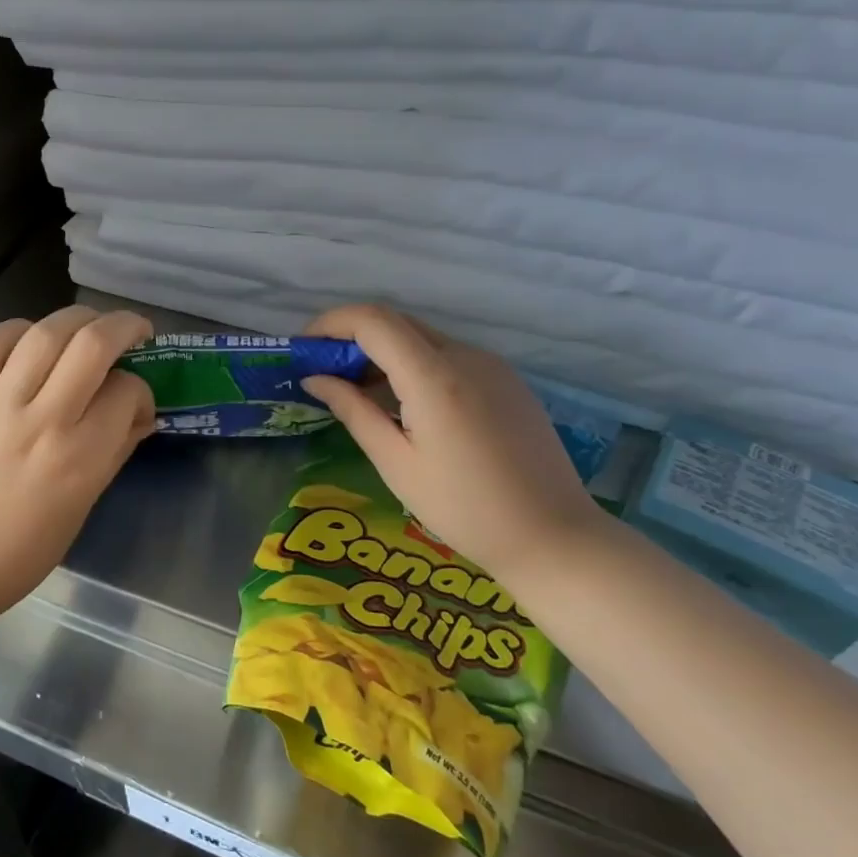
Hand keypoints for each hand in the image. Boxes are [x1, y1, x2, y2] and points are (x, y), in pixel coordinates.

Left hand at [0, 305, 155, 625]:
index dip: (142, 390)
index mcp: (79, 460)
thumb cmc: (20, 553)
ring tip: (90, 325)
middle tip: (135, 331)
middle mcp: (41, 422)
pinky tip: (32, 339)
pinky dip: (19, 330)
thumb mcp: (81, 509)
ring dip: (78, 318)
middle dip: (124, 326)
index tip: (137, 401)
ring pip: (45, 333)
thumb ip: (114, 454)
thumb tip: (140, 416)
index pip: (126, 393)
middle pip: (92, 345)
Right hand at [300, 305, 603, 579]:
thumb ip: (353, 411)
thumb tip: (315, 378)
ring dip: (382, 352)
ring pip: (422, 338)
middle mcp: (465, 356)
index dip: (331, 324)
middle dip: (351, 338)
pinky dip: (413, 365)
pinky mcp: (506, 380)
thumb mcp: (396, 463)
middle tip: (322, 373)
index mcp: (435, 376)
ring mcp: (491, 365)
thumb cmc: (464, 509)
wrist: (553, 536)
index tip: (304, 350)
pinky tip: (403, 404)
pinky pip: (448, 356)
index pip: (372, 320)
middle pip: (396, 323)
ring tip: (357, 393)